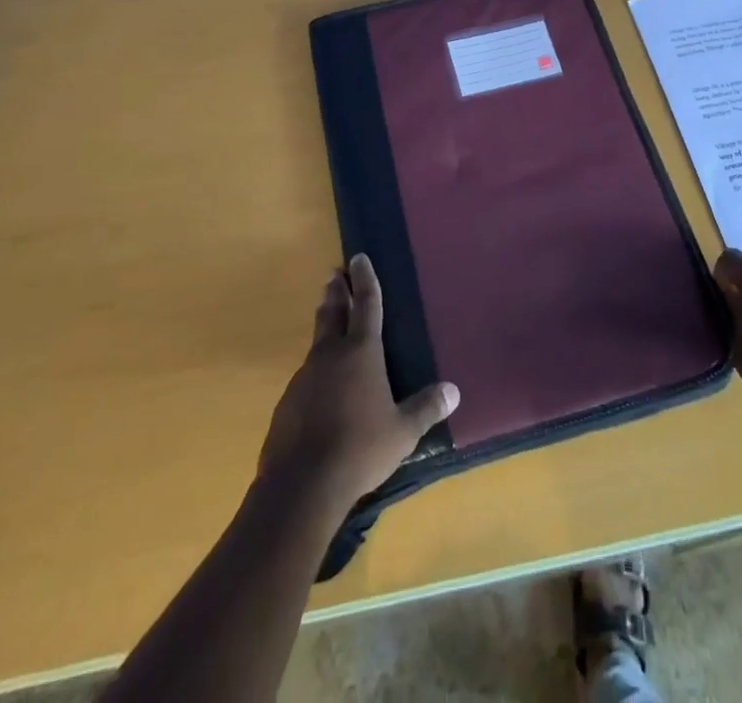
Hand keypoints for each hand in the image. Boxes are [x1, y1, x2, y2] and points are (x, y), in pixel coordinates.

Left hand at [258, 253, 459, 510]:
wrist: (300, 485)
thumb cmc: (359, 448)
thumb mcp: (402, 431)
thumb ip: (426, 408)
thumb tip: (453, 391)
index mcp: (362, 351)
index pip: (366, 303)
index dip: (364, 279)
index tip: (358, 257)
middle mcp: (331, 354)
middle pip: (333, 312)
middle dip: (336, 292)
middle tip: (334, 274)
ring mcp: (305, 377)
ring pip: (317, 341)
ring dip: (324, 325)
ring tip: (329, 322)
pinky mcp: (288, 402)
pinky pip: (307, 374)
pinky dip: (317, 368)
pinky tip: (321, 385)